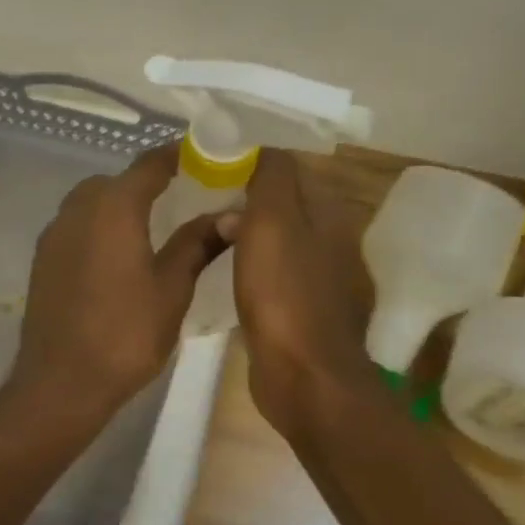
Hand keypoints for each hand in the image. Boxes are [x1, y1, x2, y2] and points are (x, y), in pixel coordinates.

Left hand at [11, 144, 228, 420]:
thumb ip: (198, 243)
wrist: (61, 381)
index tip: (203, 157)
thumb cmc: (125, 334)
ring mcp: (54, 234)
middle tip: (180, 197)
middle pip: (115, 181)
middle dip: (145, 182)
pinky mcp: (43, 259)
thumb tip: (232, 214)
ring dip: (118, 204)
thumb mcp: (172, 288)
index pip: (148, 165)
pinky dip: (97, 227)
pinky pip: (74, 226)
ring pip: (89, 202)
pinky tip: (116, 256)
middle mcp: (77, 210)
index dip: (176, 156)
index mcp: (112, 208)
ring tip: (150, 228)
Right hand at [229, 151, 374, 439]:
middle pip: (280, 203)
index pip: (288, 169)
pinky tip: (220, 267)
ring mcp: (313, 277)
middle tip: (198, 188)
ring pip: (272, 238)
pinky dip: (245, 262)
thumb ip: (269, 180)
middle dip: (244, 193)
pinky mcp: (296, 308)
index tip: (211, 157)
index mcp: (326, 213)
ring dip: (243, 229)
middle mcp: (326, 240)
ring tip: (202, 224)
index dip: (251, 159)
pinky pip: (266, 271)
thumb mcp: (273, 223)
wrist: (303, 376)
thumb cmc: (284, 294)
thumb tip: (258, 148)